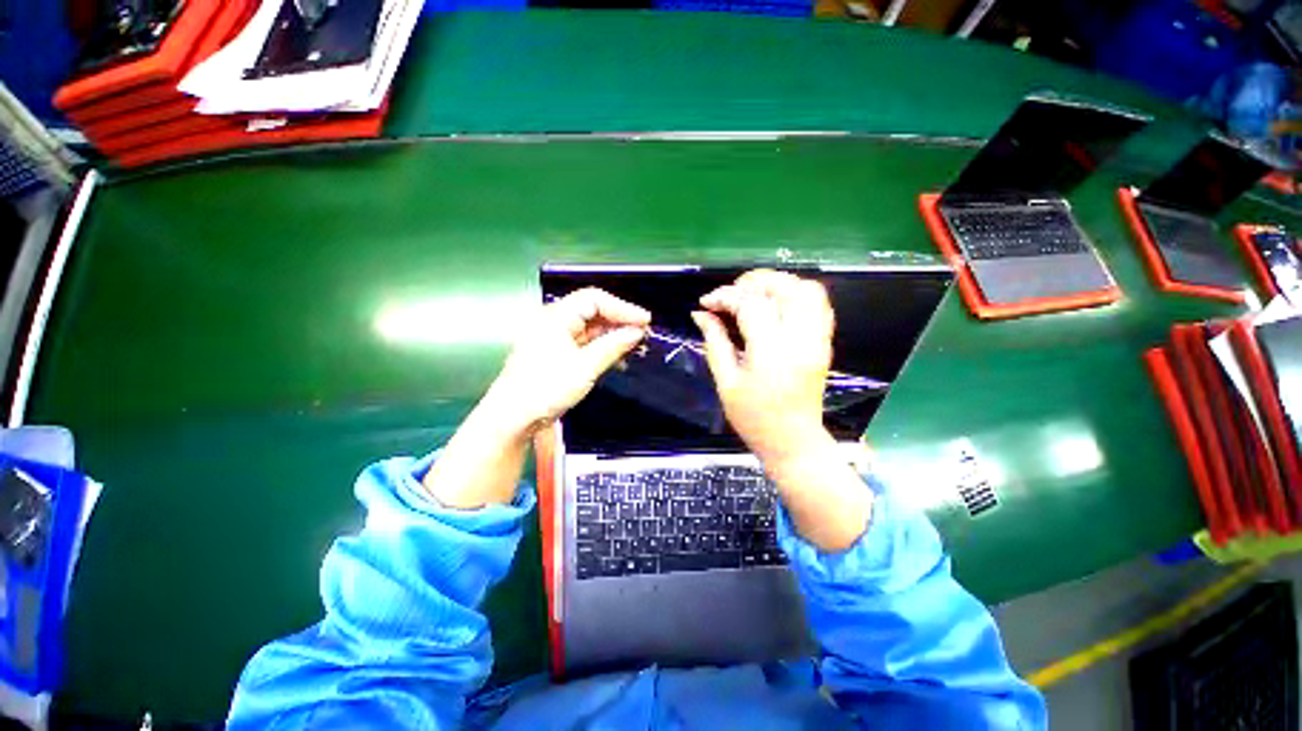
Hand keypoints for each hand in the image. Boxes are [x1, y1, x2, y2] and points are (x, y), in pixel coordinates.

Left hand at [425, 288, 647, 508]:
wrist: (513, 418)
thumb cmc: (547, 388)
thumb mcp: (585, 367)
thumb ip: (612, 346)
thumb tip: (636, 332)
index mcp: (556, 316)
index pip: (594, 299)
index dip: (622, 307)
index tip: (645, 321)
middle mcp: (554, 321)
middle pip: (593, 312)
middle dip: (619, 321)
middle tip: (643, 333)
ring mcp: (555, 338)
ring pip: (590, 329)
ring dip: (612, 336)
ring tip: (635, 347)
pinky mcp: (557, 354)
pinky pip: (584, 344)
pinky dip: (602, 348)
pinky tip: (617, 360)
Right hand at [691, 270, 835, 470]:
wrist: (793, 441)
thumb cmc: (753, 418)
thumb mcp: (726, 382)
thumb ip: (714, 342)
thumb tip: (700, 314)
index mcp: (771, 352)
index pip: (750, 305)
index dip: (725, 297)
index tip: (706, 302)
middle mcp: (800, 339)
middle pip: (784, 287)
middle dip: (753, 281)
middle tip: (731, 293)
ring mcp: (817, 339)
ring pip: (807, 289)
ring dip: (777, 284)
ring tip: (752, 294)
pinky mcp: (824, 342)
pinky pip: (819, 304)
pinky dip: (796, 294)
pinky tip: (776, 304)